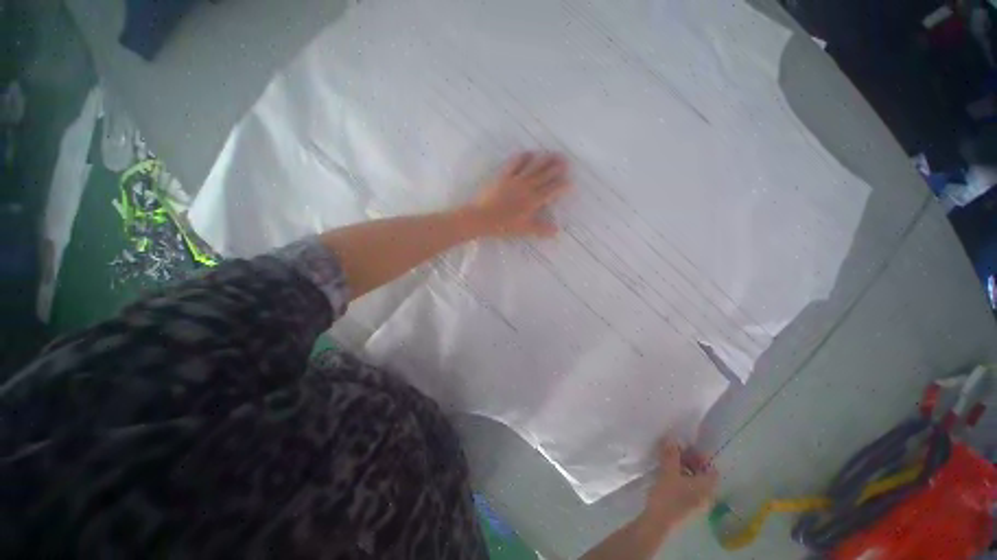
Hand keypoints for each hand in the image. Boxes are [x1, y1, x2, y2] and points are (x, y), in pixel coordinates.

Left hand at [463, 151, 571, 237]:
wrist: (480, 217)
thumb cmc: (502, 226)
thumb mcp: (523, 229)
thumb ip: (540, 228)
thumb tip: (556, 230)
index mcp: (533, 201)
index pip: (551, 191)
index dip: (561, 186)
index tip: (570, 181)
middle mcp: (527, 187)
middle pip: (545, 175)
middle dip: (556, 168)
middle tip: (566, 161)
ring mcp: (515, 180)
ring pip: (533, 166)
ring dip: (544, 159)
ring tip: (552, 153)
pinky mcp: (503, 175)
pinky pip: (515, 163)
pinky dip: (523, 157)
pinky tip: (528, 153)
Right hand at [641, 440, 718, 531]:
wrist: (658, 522)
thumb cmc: (668, 496)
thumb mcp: (668, 471)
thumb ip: (671, 454)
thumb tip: (673, 438)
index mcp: (707, 487)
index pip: (712, 469)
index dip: (701, 457)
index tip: (687, 449)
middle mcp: (707, 496)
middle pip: (703, 475)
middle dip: (691, 462)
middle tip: (675, 453)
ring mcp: (698, 504)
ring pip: (695, 482)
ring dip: (684, 470)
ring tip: (669, 462)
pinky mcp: (688, 508)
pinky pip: (689, 490)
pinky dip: (681, 480)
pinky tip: (667, 476)